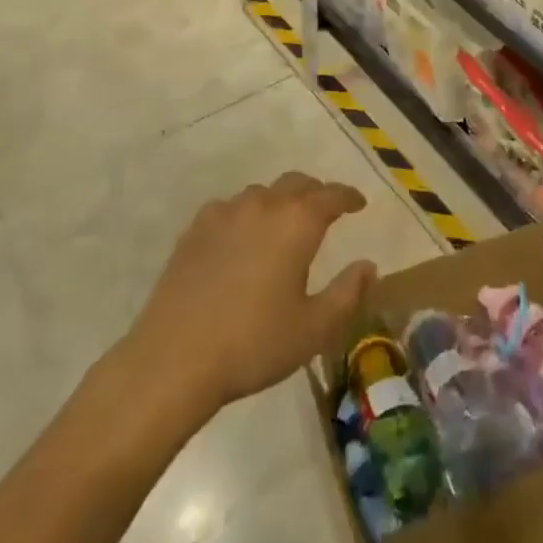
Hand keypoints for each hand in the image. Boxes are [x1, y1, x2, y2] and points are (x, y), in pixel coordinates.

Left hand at [129, 173, 375, 417]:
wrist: (174, 359)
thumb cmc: (254, 344)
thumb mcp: (314, 328)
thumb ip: (348, 292)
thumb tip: (368, 265)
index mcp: (297, 222)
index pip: (332, 195)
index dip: (349, 197)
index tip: (359, 203)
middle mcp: (263, 205)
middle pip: (297, 183)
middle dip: (316, 192)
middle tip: (326, 210)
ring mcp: (225, 213)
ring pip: (262, 193)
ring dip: (280, 201)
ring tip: (283, 225)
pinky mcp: (195, 229)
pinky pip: (230, 208)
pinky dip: (246, 214)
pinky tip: (242, 238)